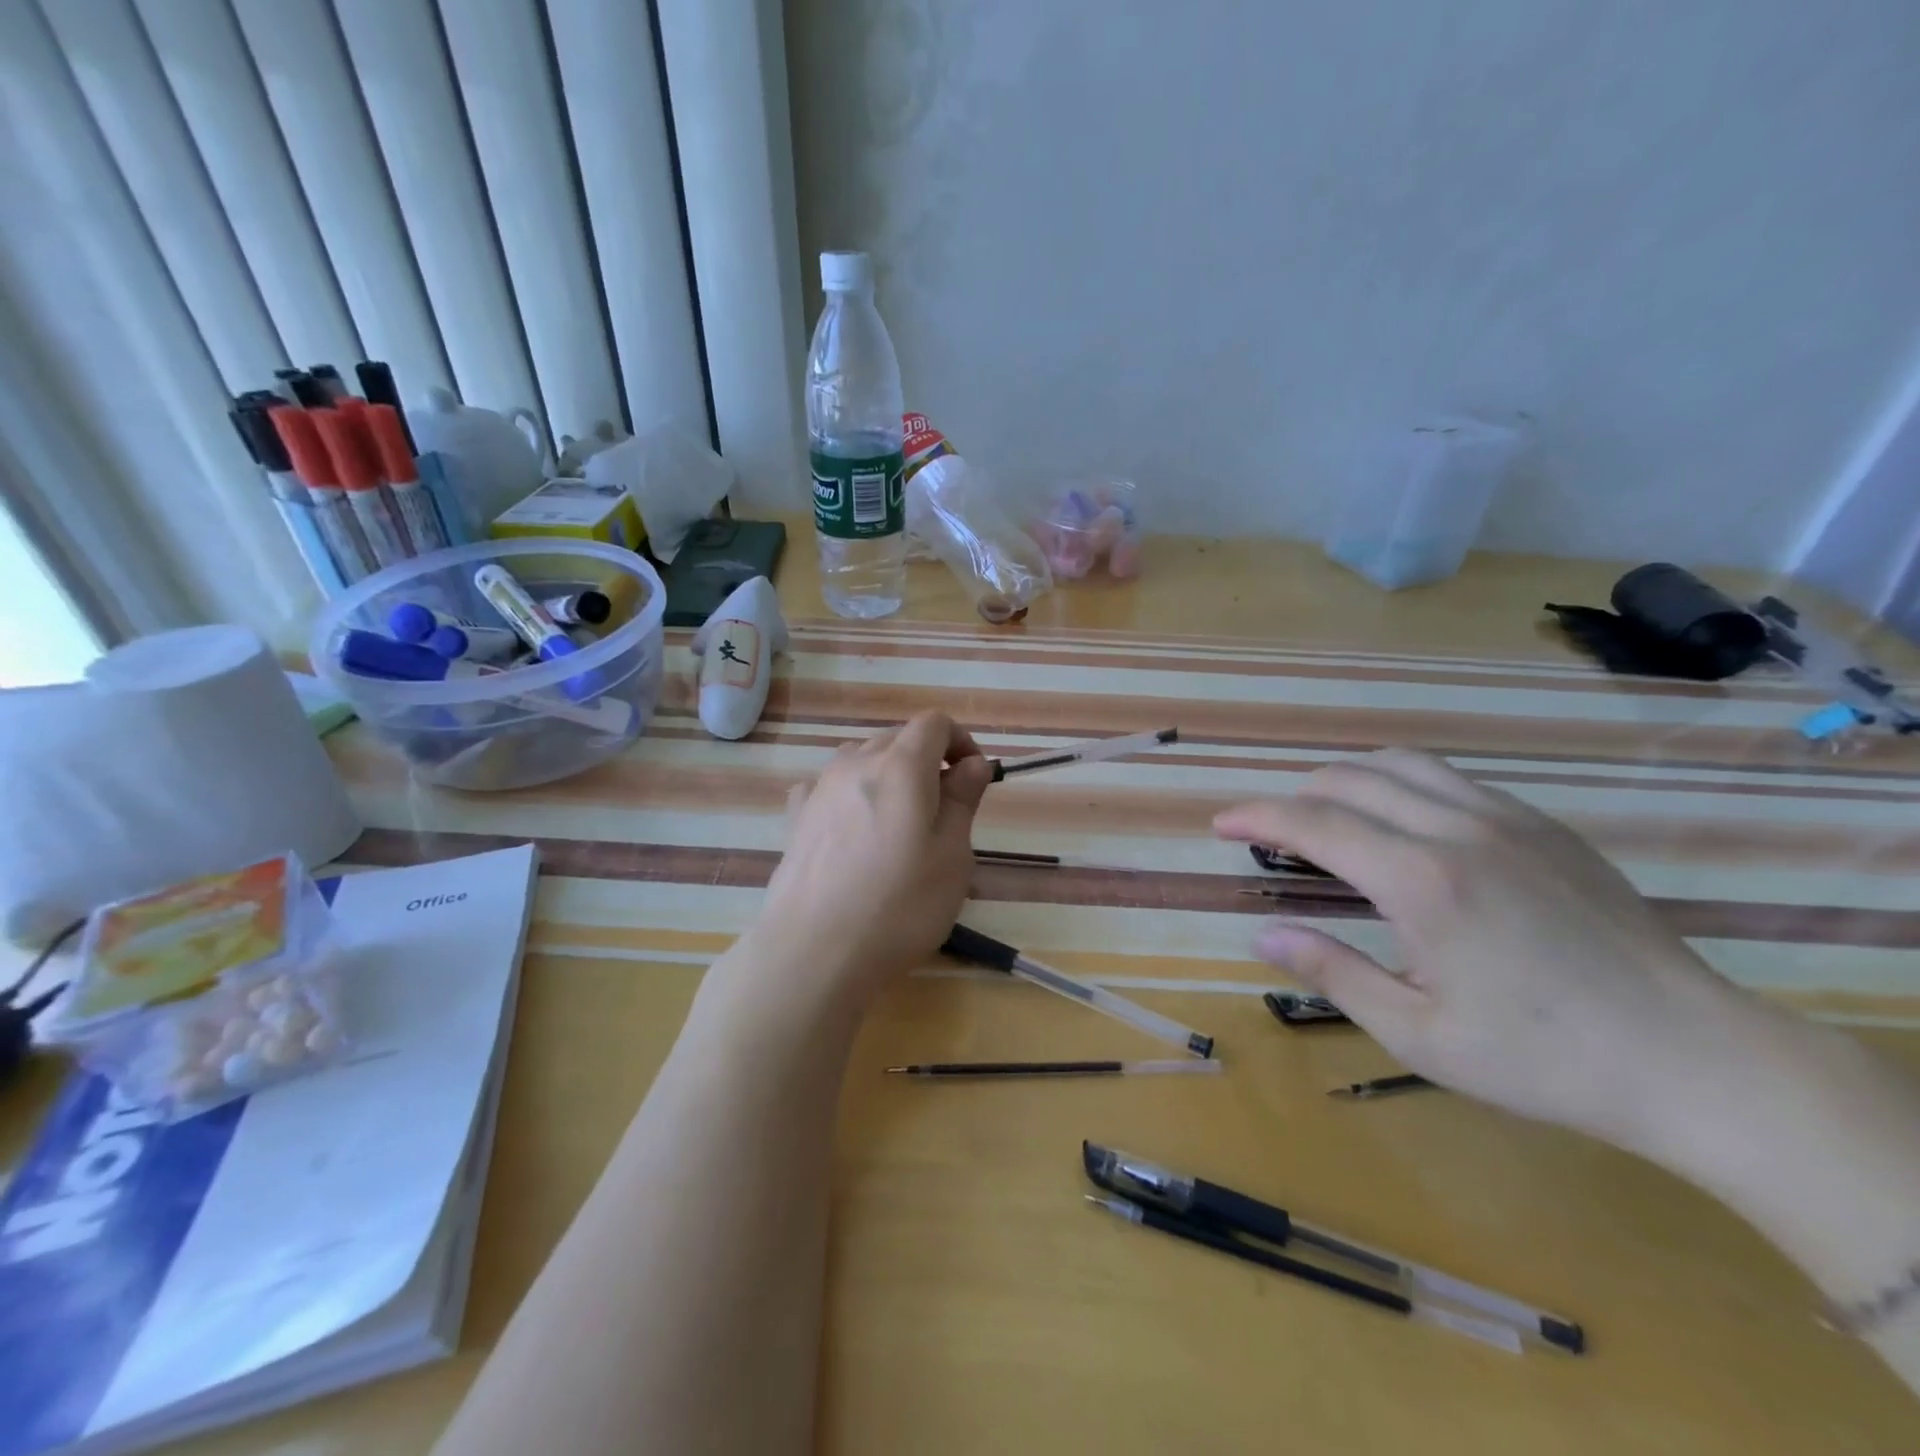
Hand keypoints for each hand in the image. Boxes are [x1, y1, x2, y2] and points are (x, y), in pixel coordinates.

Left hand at [746, 711, 992, 1012]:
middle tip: (943, 809)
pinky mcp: (795, 818)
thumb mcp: (952, 856)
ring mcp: (820, 789)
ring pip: (861, 758)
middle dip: (926, 759)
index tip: (973, 778)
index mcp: (901, 766)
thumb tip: (973, 763)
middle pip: (897, 737)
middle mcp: (856, 763)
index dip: (960, 741)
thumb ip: (963, 800)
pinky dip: (849, 793)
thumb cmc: (900, 906)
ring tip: (898, 821)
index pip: (934, 723)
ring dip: (887, 774)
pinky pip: (828, 787)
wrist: (814, 951)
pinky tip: (852, 828)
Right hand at [1214, 749, 1758, 1151]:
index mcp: (1420, 881)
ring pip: (1401, 765)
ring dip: (1346, 779)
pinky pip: (1451, 779)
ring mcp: (1507, 820)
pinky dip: (1400, 784)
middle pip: (1350, 781)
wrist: (1695, 1058)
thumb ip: (1333, 973)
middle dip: (1293, 797)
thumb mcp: (1419, 1034)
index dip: (1256, 816)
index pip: (1313, 823)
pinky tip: (1401, 823)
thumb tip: (1262, 936)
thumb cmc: (1542, 1058)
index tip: (1220, 823)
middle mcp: (1457, 830)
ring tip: (1325, 812)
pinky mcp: (1544, 827)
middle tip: (1267, 831)